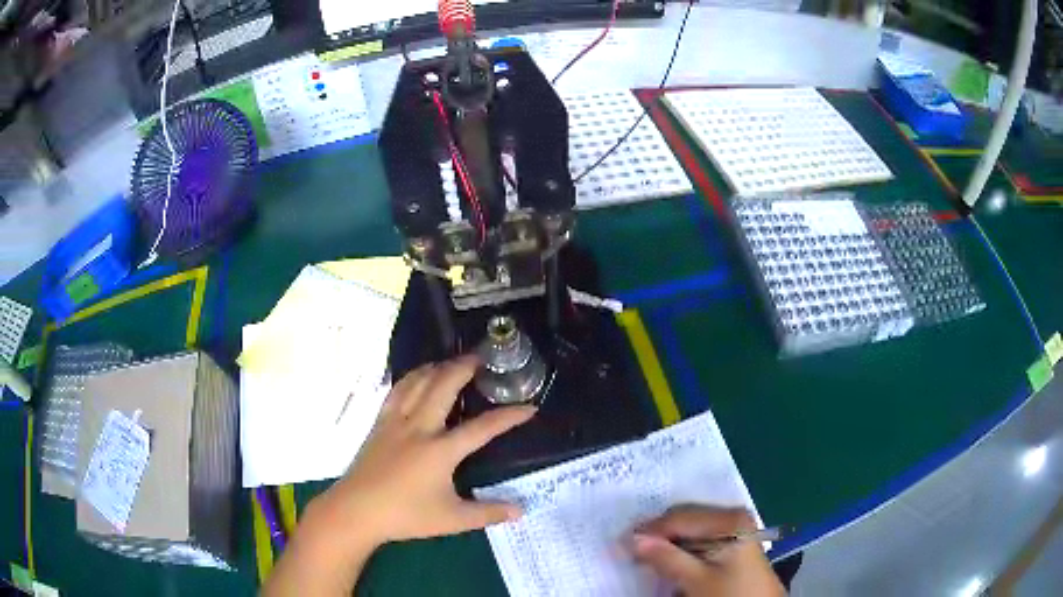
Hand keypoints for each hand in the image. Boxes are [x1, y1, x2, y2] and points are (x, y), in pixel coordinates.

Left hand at [312, 354, 535, 546]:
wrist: (356, 510)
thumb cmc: (405, 515)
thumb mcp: (452, 520)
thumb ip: (488, 513)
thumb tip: (521, 511)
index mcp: (440, 451)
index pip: (482, 428)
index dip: (509, 416)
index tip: (529, 407)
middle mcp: (419, 427)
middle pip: (444, 385)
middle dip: (465, 367)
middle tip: (481, 358)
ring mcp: (396, 421)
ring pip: (418, 382)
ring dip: (438, 366)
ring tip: (452, 362)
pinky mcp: (380, 423)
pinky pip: (398, 390)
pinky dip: (413, 377)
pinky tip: (418, 377)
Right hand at [631, 504, 784, 596]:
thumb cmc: (731, 594)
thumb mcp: (696, 580)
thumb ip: (666, 558)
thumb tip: (632, 540)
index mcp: (729, 519)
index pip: (678, 518)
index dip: (647, 532)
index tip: (619, 545)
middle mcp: (732, 516)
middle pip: (683, 519)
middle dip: (656, 535)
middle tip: (627, 550)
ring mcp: (733, 529)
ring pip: (688, 529)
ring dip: (665, 542)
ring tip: (642, 557)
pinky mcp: (730, 542)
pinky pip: (697, 538)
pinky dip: (678, 548)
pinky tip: (665, 559)